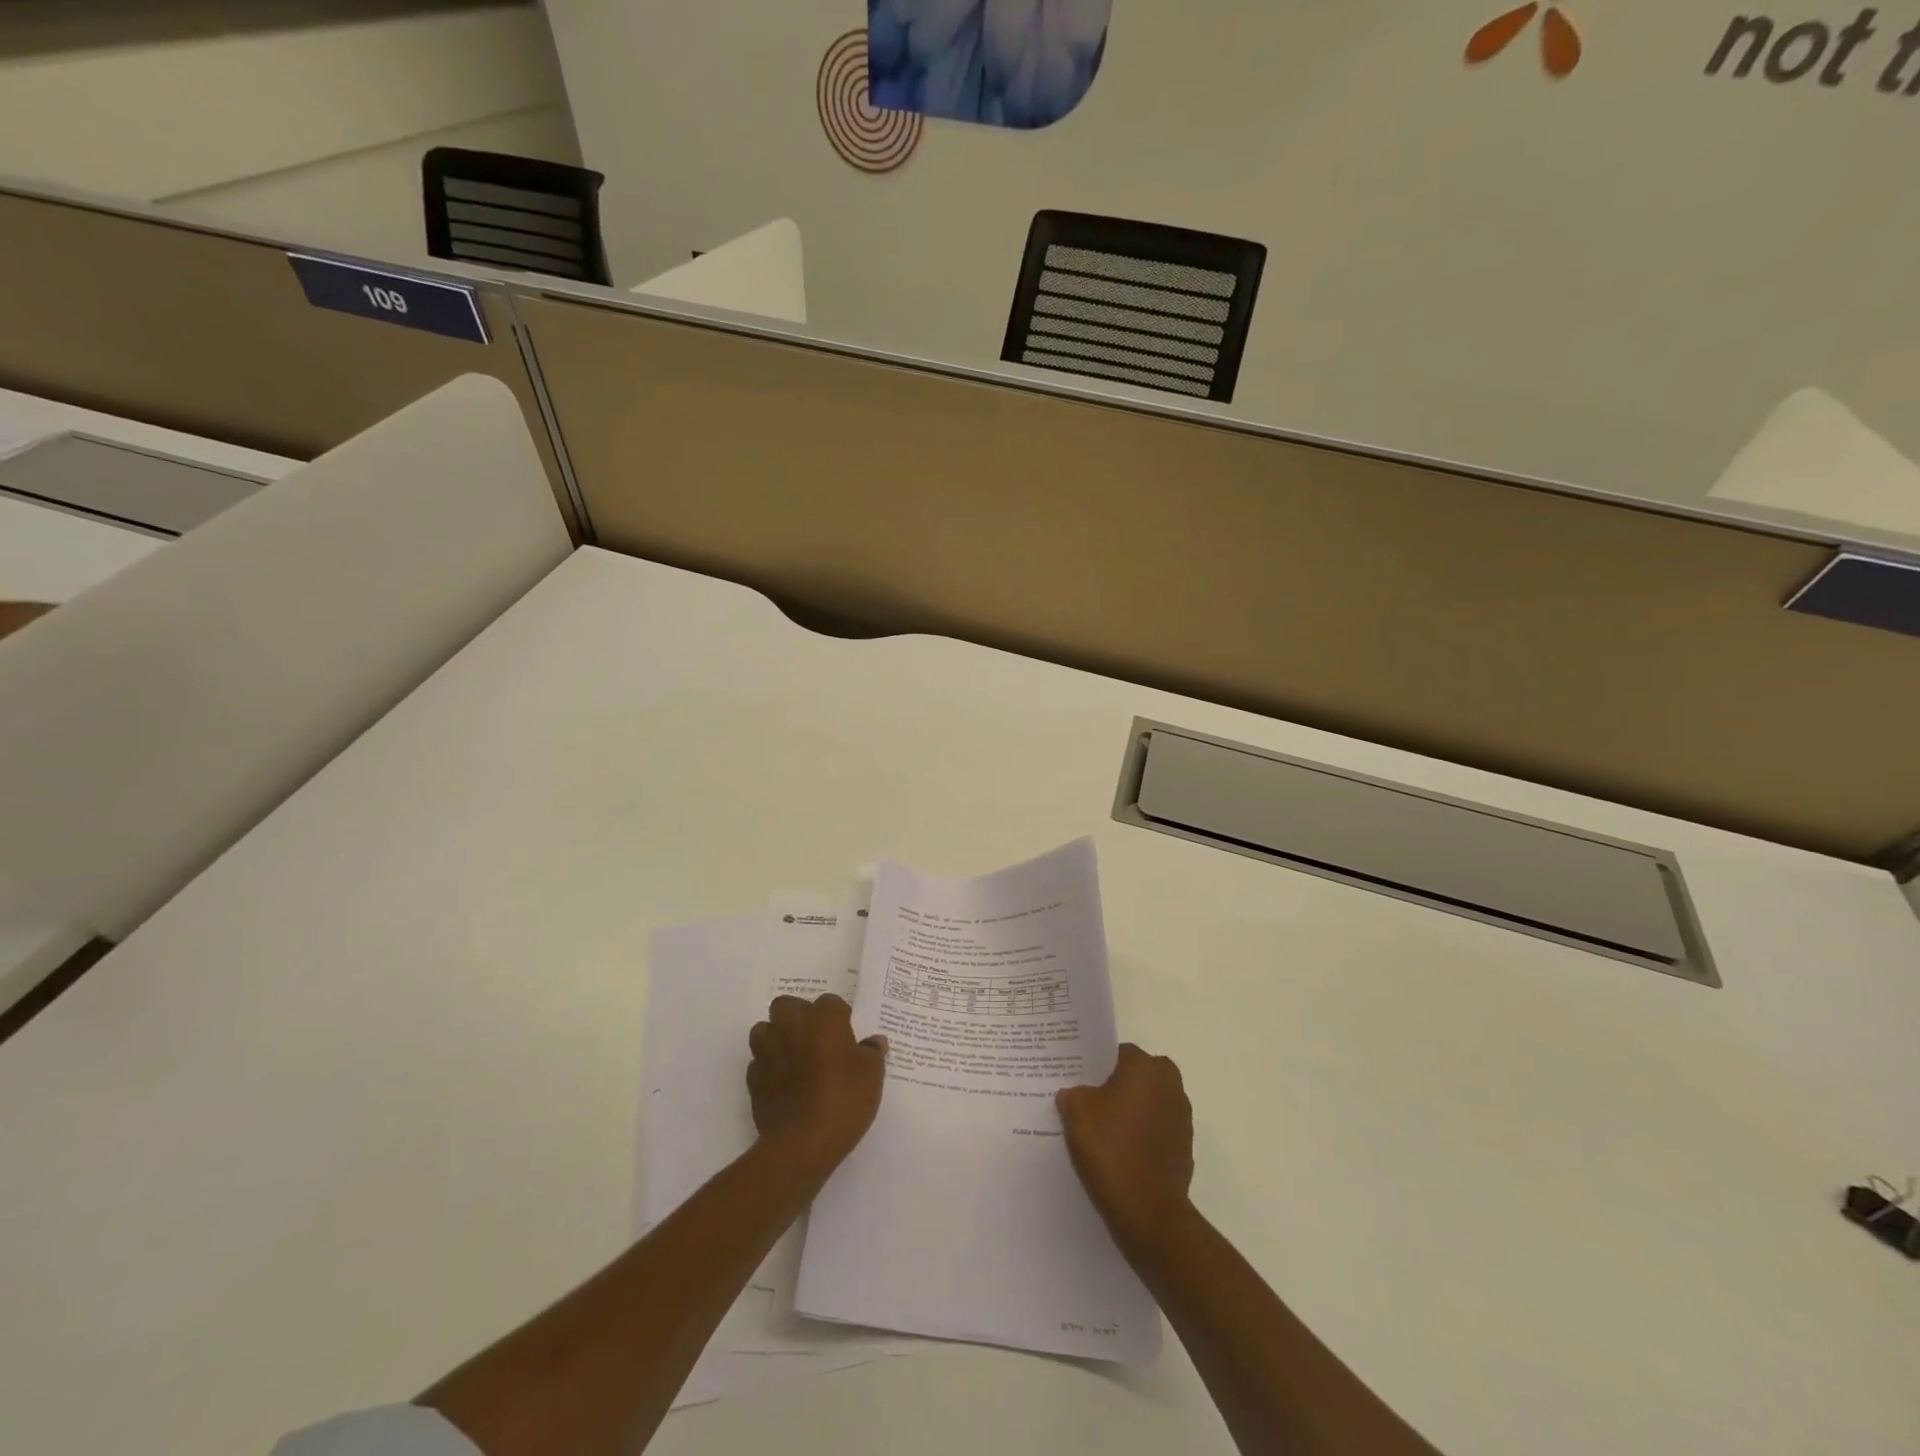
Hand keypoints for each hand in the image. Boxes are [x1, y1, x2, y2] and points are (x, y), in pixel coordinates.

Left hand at [747, 994, 887, 1172]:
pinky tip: (784, 1084)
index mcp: (823, 1018)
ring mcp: (767, 1051)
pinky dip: (769, 1068)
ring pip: (765, 1030)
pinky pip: (759, 1062)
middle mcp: (791, 1026)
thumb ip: (872, 1052)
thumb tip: (874, 1041)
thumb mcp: (872, 1075)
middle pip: (788, 1005)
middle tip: (817, 1040)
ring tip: (795, 1058)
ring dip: (777, 1037)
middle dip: (799, 1016)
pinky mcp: (753, 1079)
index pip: (831, 1002)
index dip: (839, 1018)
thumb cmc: (843, 1099)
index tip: (847, 1038)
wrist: (802, 1143)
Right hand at [1057, 1043, 1194, 1255]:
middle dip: (1117, 1086)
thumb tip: (1074, 1093)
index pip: (1118, 1053)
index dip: (1097, 1065)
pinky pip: (1157, 1129)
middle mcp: (1170, 1084)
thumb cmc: (1111, 1148)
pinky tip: (1120, 1152)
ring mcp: (1182, 1117)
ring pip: (1148, 1102)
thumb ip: (1073, 1093)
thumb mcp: (1076, 1112)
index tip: (1080, 1080)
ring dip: (1131, 1110)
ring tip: (1103, 1130)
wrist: (1147, 1211)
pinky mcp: (1185, 1147)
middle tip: (1090, 1102)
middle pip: (1137, 1076)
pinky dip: (1142, 1135)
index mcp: (1146, 1067)